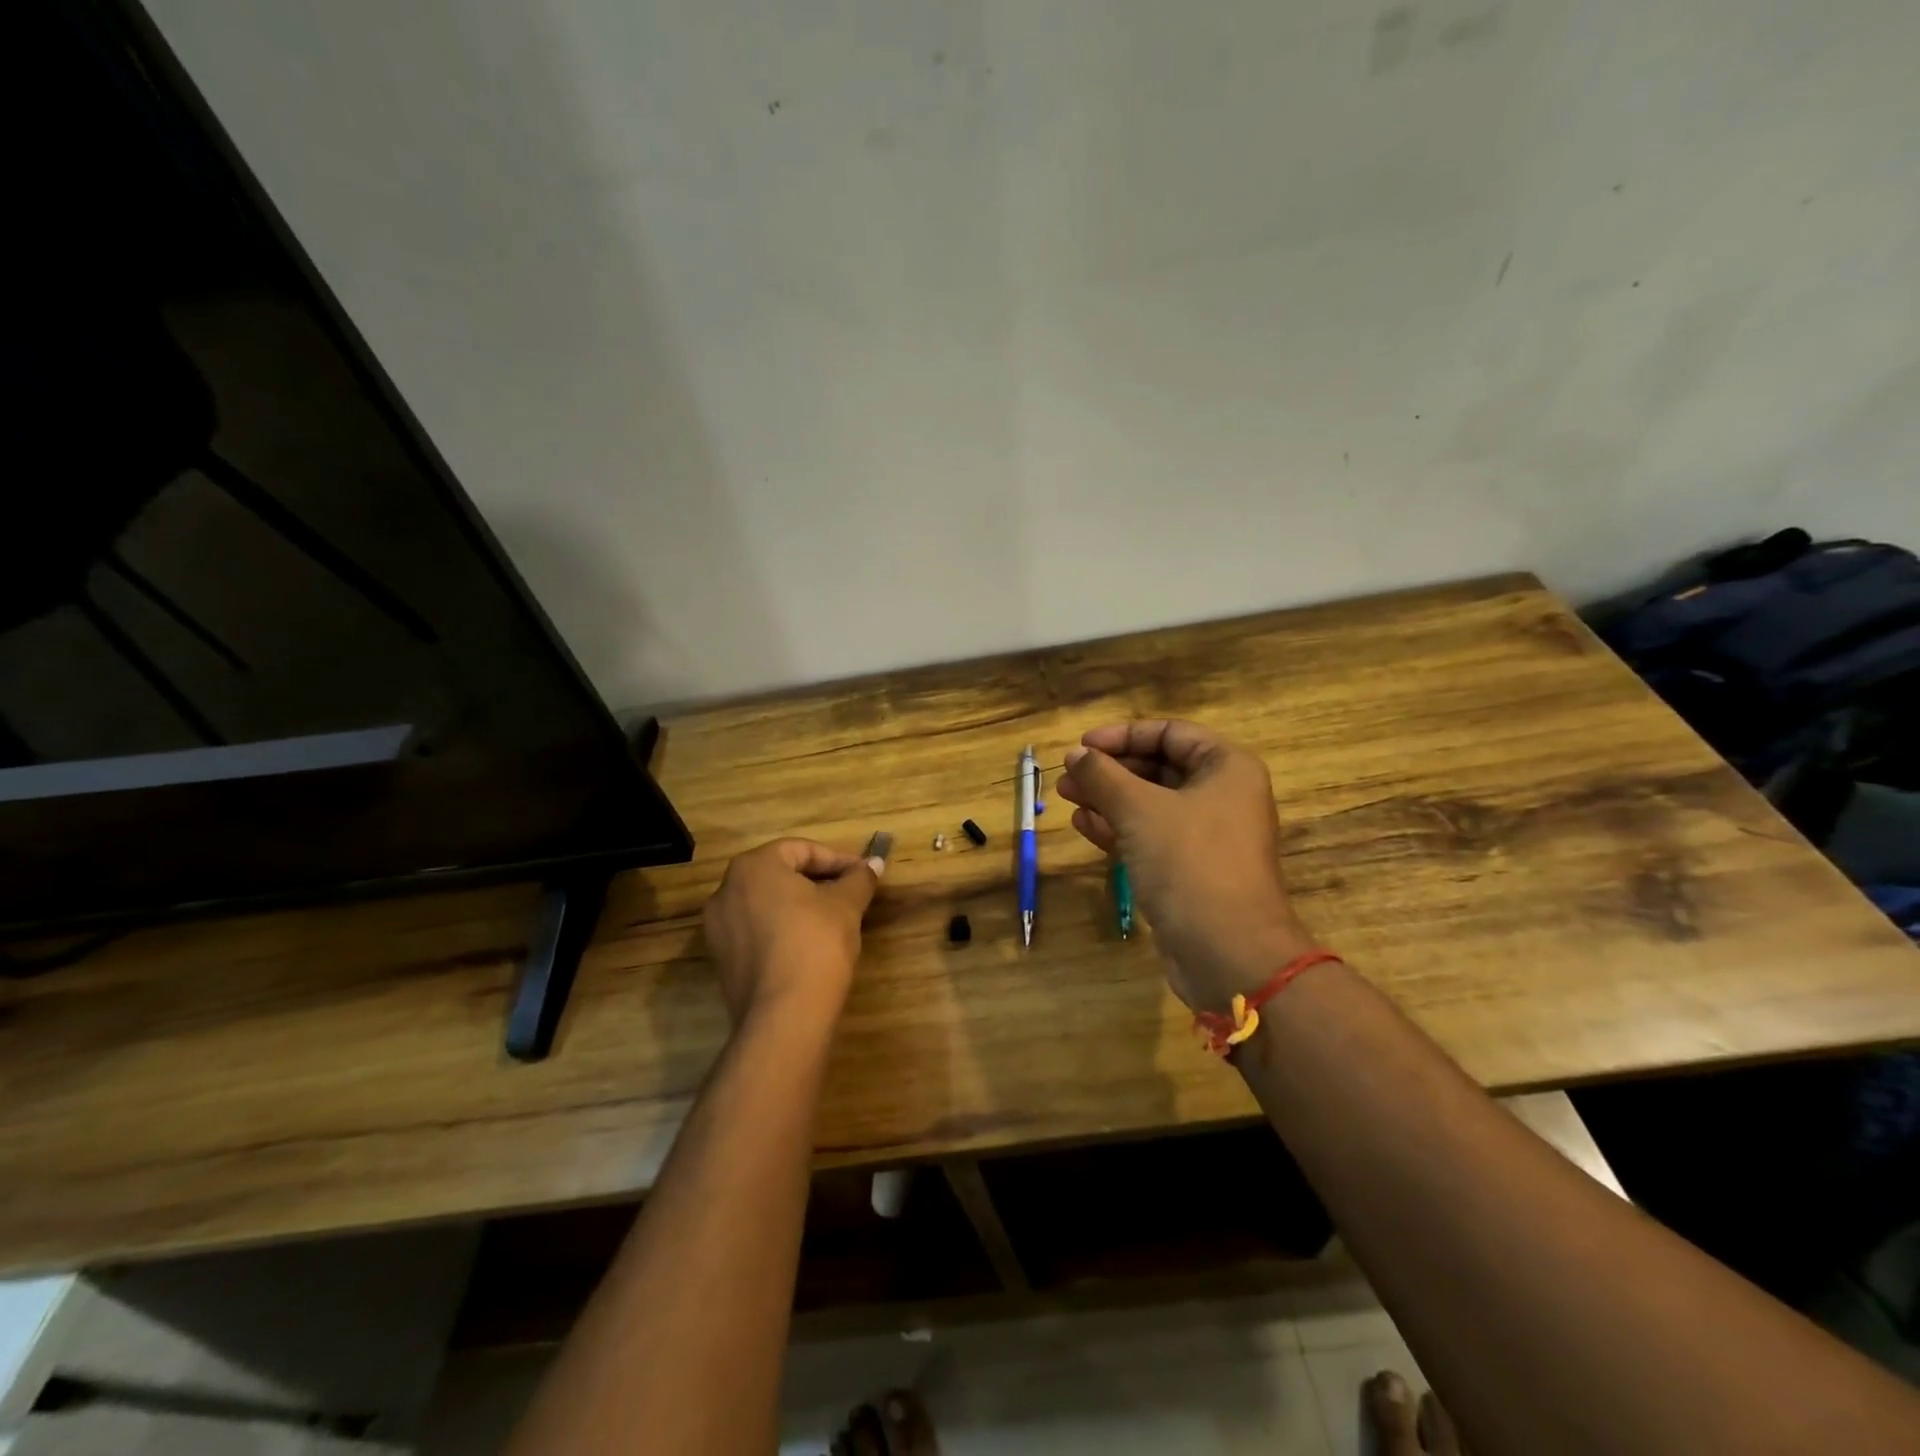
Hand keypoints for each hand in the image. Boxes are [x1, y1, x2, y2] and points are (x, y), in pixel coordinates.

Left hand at [701, 838, 882, 1029]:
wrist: (785, 1015)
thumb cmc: (816, 943)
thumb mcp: (846, 905)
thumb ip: (859, 879)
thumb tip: (874, 862)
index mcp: (753, 867)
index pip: (800, 849)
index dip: (836, 859)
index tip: (862, 874)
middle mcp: (726, 890)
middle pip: (779, 874)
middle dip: (816, 881)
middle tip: (849, 894)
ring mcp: (718, 927)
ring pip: (766, 903)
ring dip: (799, 905)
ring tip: (832, 920)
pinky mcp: (722, 960)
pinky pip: (755, 931)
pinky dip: (781, 929)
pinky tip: (808, 946)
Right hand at [1054, 720, 1314, 1011]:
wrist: (1227, 951)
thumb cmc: (1189, 862)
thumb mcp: (1139, 810)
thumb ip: (1103, 775)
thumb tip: (1075, 754)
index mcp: (1226, 768)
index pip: (1170, 733)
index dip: (1123, 735)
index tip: (1083, 745)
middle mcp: (1222, 795)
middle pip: (1159, 768)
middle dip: (1110, 770)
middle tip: (1068, 774)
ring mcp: (1207, 836)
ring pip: (1150, 805)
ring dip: (1107, 798)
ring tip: (1065, 797)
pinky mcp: (1190, 869)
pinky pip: (1150, 836)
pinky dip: (1118, 828)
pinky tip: (1083, 825)